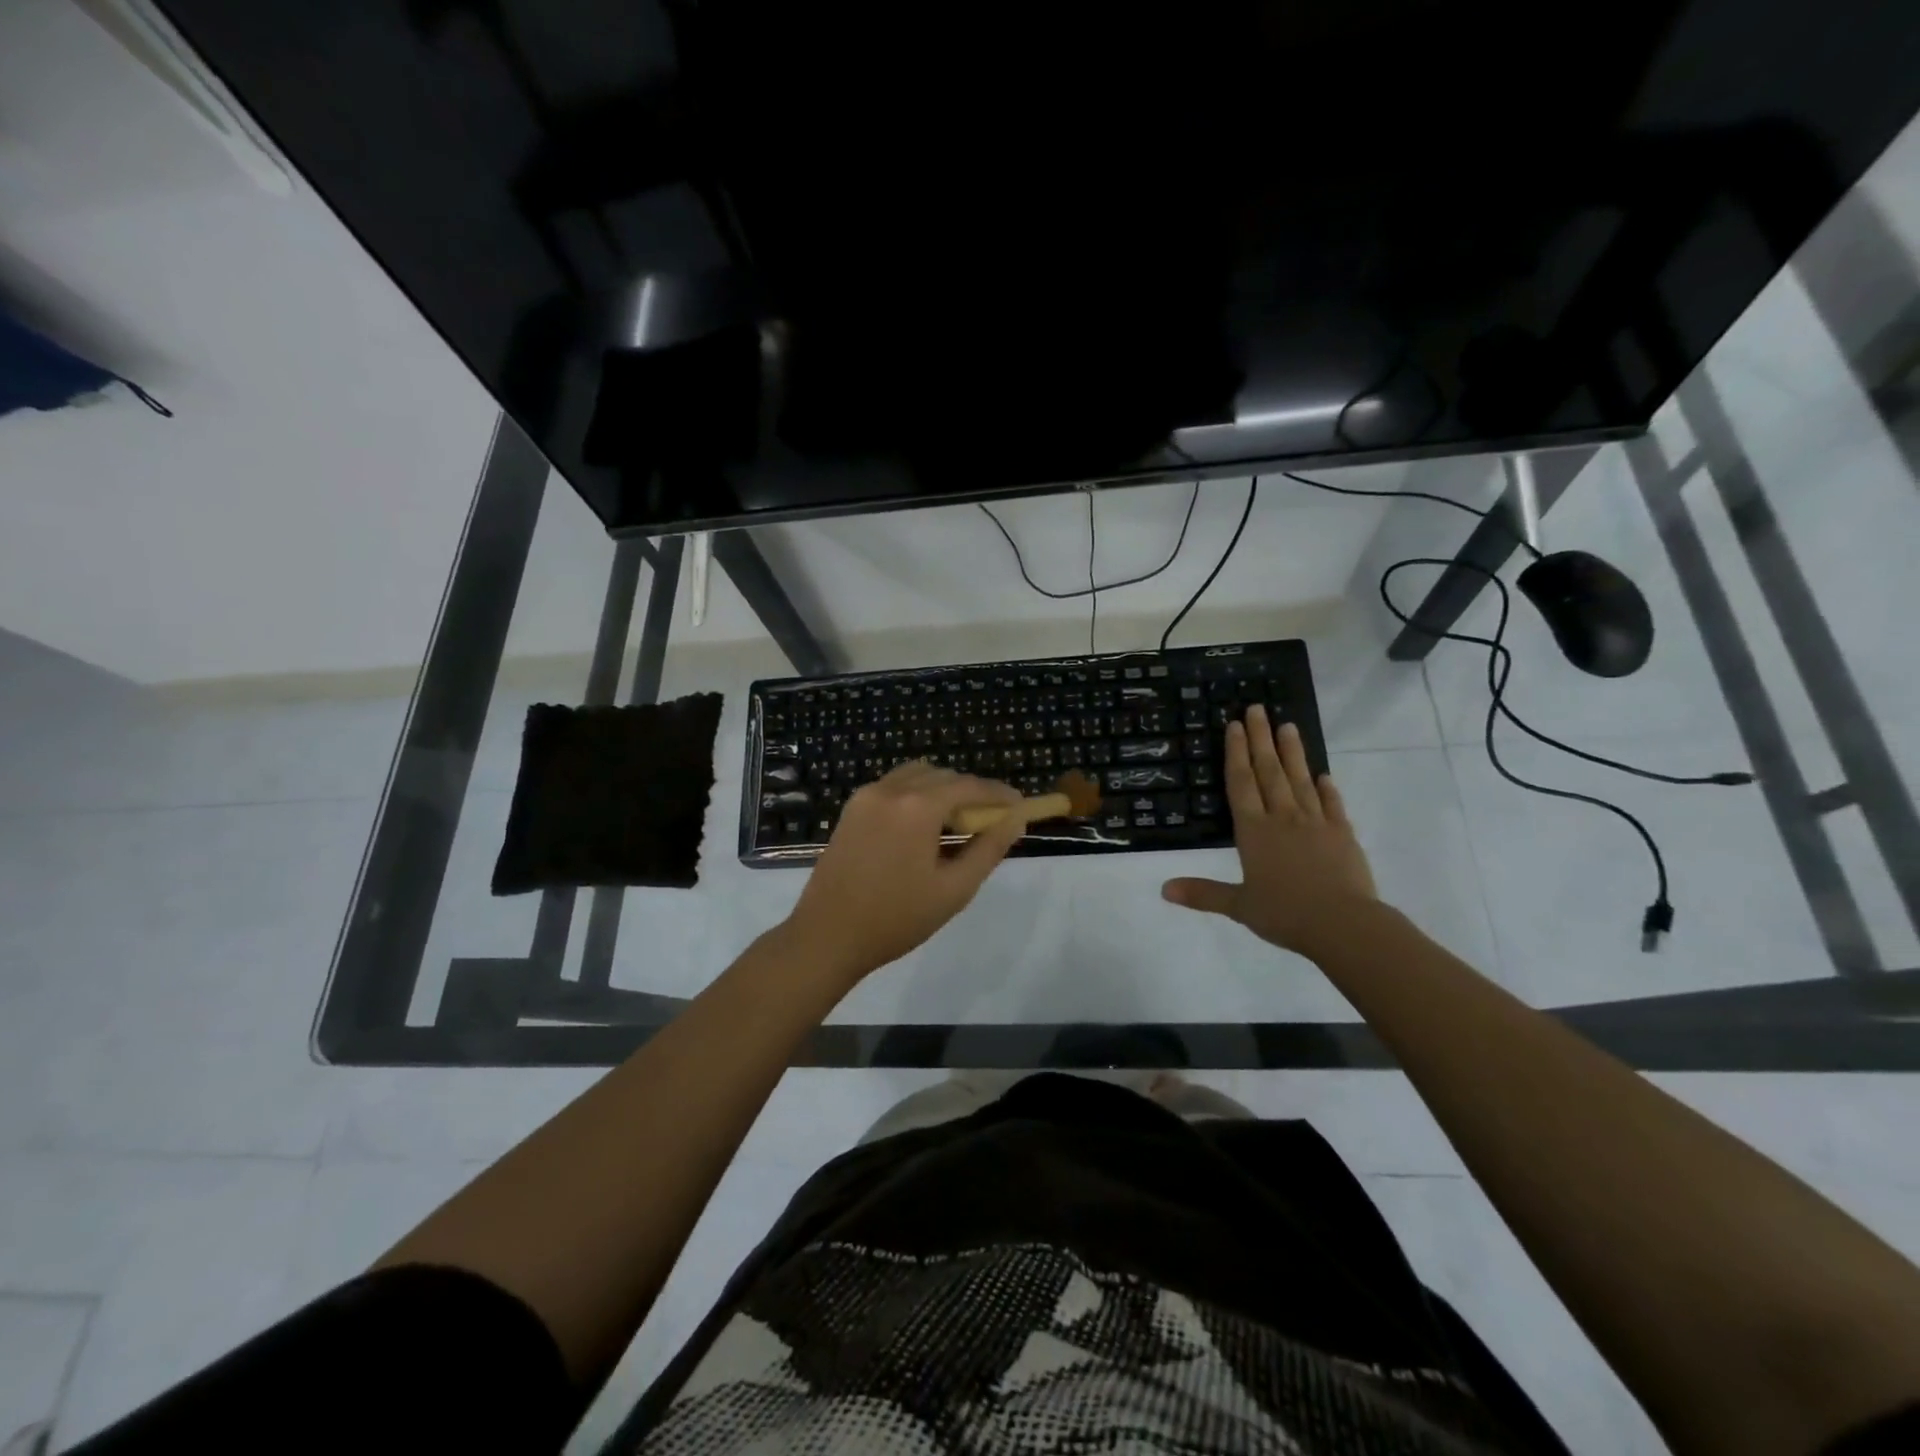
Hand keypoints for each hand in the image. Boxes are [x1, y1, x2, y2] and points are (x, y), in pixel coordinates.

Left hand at [782, 761, 1026, 984]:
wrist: (827, 935)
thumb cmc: (896, 918)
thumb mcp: (954, 889)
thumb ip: (988, 849)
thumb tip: (1014, 820)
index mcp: (917, 807)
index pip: (969, 786)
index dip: (998, 793)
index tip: (1019, 805)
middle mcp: (891, 789)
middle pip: (943, 775)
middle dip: (970, 792)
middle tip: (990, 820)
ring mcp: (866, 796)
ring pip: (916, 775)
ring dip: (942, 790)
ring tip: (956, 823)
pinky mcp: (851, 808)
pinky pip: (893, 787)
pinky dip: (916, 794)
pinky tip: (922, 827)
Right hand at [1162, 706, 1376, 954]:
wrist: (1343, 924)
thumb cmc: (1285, 913)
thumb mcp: (1238, 906)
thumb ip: (1202, 893)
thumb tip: (1163, 889)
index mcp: (1254, 831)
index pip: (1241, 783)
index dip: (1236, 753)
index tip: (1235, 726)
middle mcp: (1282, 818)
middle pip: (1269, 771)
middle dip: (1261, 739)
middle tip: (1257, 709)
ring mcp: (1315, 823)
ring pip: (1300, 780)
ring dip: (1292, 753)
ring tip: (1288, 726)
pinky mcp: (1342, 834)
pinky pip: (1332, 805)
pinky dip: (1327, 789)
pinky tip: (1323, 776)